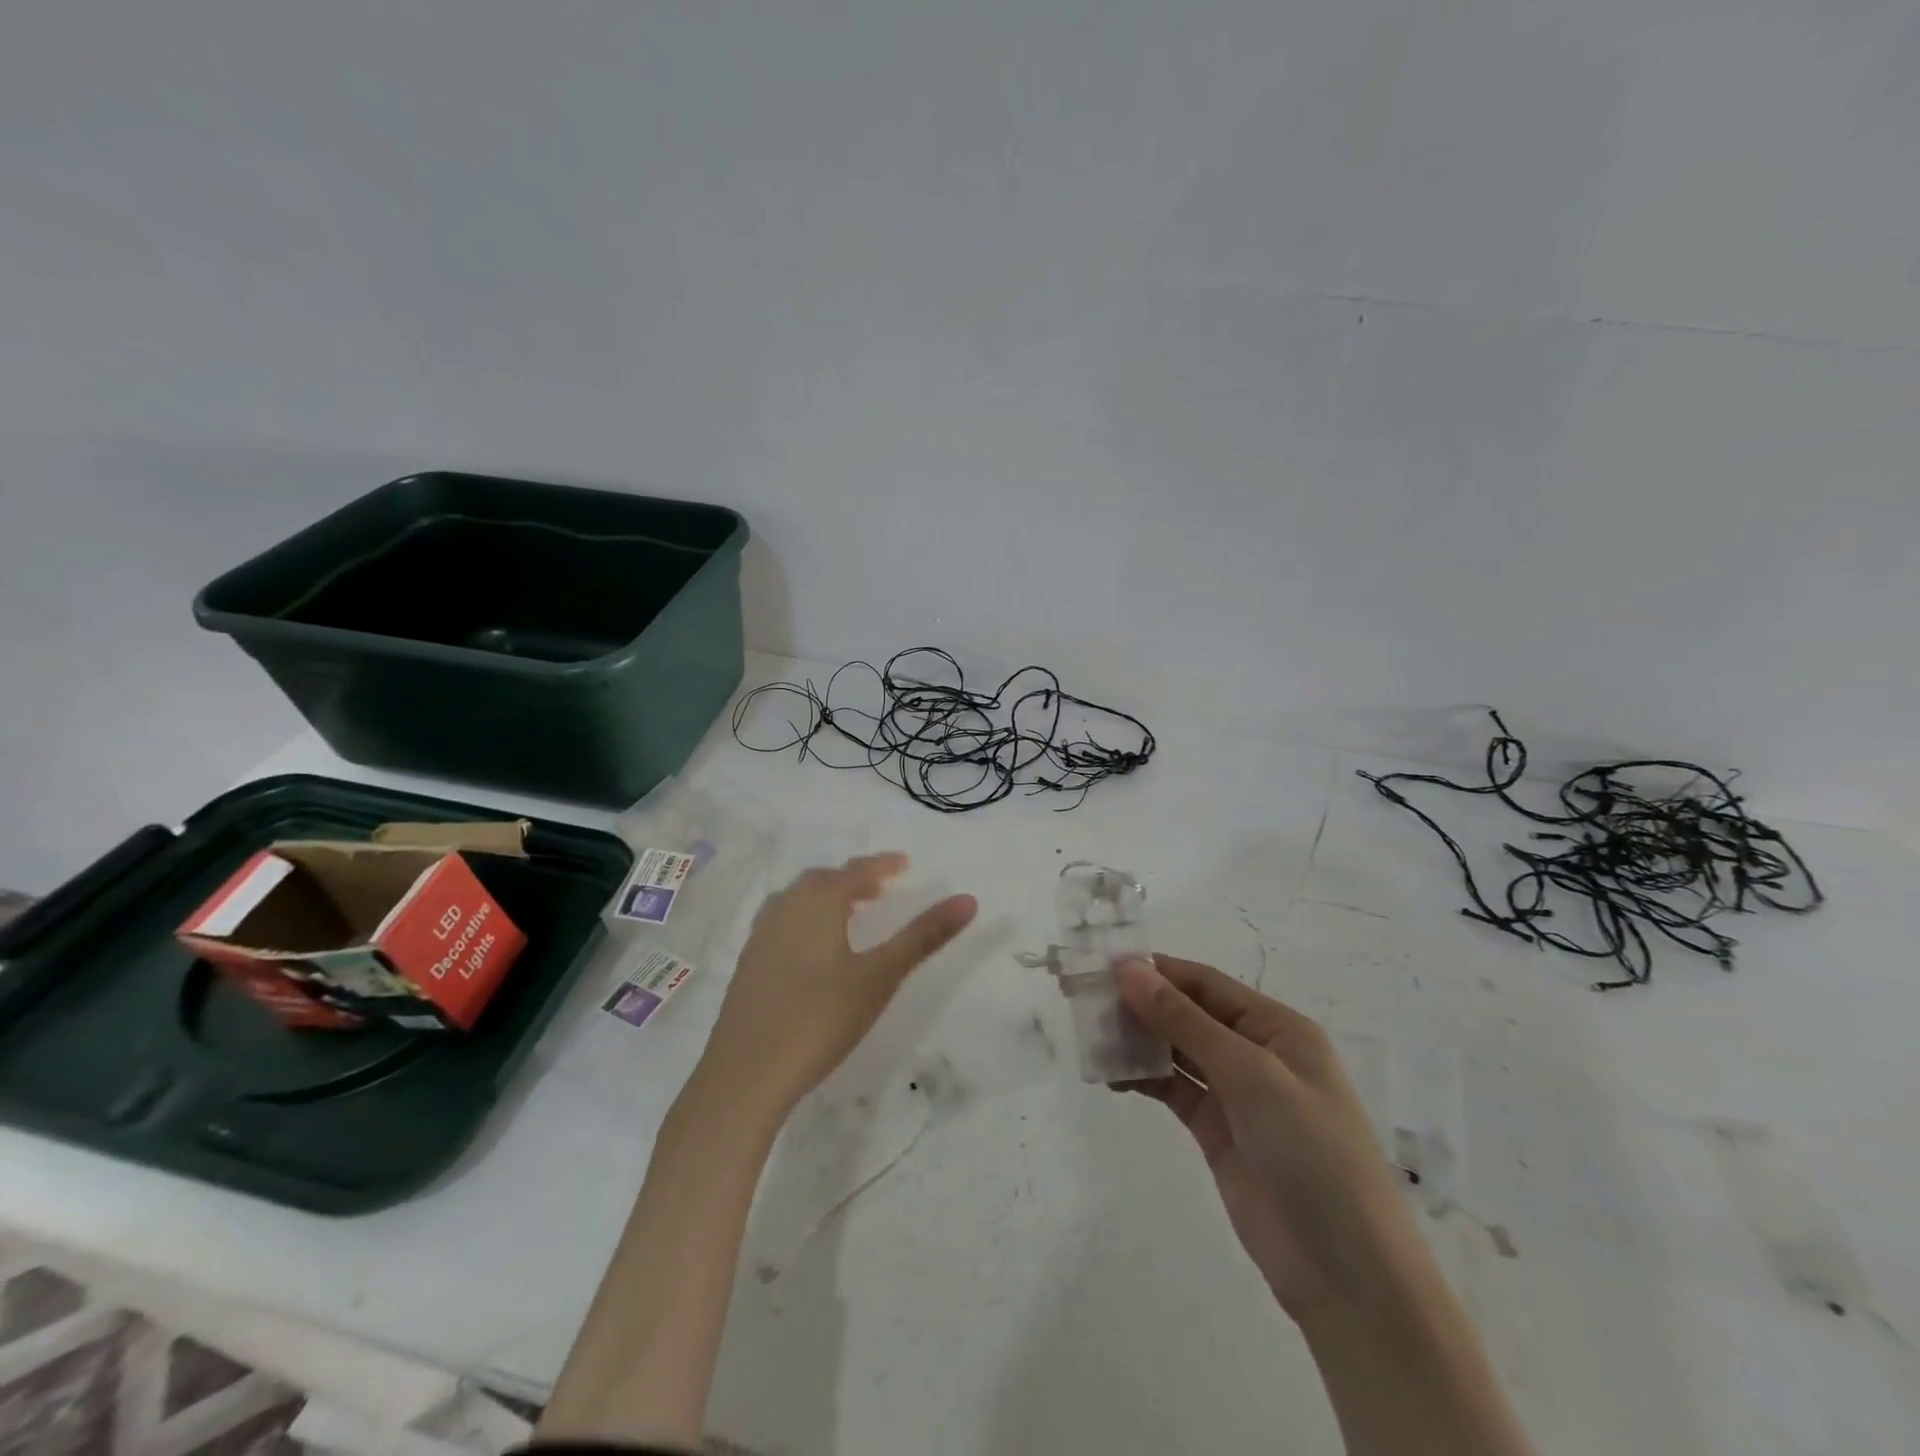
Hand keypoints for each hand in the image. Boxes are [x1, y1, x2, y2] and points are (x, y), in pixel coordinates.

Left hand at [704, 854, 976, 1114]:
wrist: (745, 1074)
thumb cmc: (820, 1018)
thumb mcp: (880, 977)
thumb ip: (924, 936)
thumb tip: (968, 899)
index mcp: (818, 902)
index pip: (856, 871)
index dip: (882, 864)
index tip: (904, 863)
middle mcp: (785, 908)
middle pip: (823, 880)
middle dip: (853, 879)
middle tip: (880, 889)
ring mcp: (761, 935)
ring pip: (798, 899)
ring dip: (827, 897)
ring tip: (850, 913)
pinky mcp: (749, 963)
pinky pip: (782, 921)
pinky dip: (805, 918)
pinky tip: (813, 949)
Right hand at [1117, 954, 1431, 1322]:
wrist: (1346, 1273)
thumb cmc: (1310, 1152)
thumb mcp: (1250, 1074)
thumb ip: (1185, 1021)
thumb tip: (1129, 969)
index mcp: (1277, 1027)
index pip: (1205, 983)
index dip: (1156, 971)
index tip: (1101, 965)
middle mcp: (1256, 1052)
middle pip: (1188, 1013)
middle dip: (1140, 1004)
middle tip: (1083, 999)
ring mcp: (1236, 1094)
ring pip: (1177, 1050)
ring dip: (1138, 1040)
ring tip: (1090, 1037)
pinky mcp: (1218, 1131)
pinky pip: (1174, 1090)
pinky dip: (1144, 1079)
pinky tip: (1112, 1077)